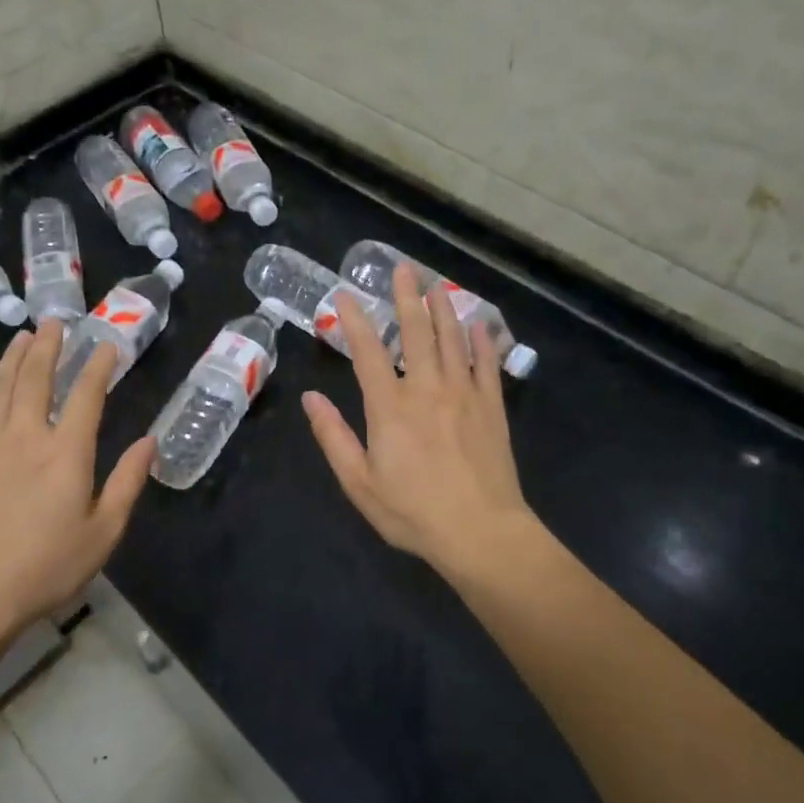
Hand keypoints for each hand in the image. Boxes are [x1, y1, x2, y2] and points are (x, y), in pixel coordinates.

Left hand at [0, 323, 154, 640]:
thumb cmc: (48, 566)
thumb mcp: (103, 531)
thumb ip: (127, 482)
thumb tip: (149, 441)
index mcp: (66, 451)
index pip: (86, 395)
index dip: (99, 366)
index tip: (108, 345)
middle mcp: (26, 437)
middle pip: (36, 379)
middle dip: (47, 347)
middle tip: (53, 322)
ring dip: (11, 360)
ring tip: (21, 338)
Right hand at [302, 265, 532, 577]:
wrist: (481, 532)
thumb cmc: (413, 512)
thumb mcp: (360, 483)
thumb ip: (334, 437)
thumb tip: (311, 399)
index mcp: (390, 407)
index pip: (368, 353)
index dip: (354, 321)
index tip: (344, 295)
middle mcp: (427, 389)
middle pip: (416, 333)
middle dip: (407, 298)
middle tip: (403, 269)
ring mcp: (464, 394)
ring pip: (453, 340)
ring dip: (443, 309)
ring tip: (437, 286)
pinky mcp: (492, 407)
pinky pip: (487, 364)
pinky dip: (483, 341)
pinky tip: (480, 324)